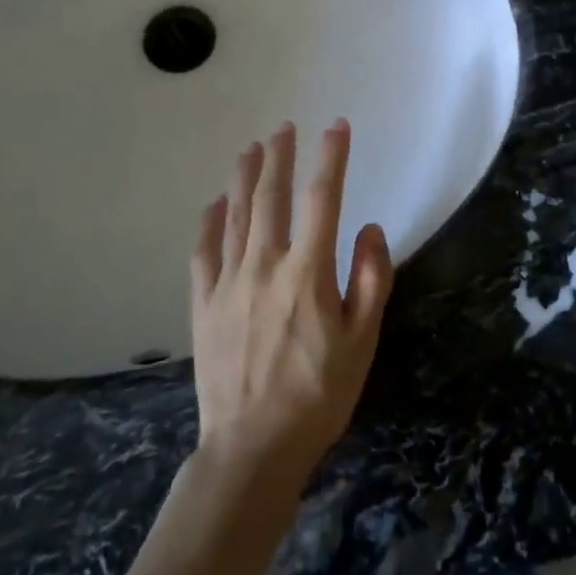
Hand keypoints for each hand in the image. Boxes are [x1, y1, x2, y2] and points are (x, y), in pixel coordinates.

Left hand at [190, 120, 393, 496]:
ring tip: (252, 148)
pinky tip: (216, 203)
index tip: (337, 127)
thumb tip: (369, 227)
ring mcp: (228, 283)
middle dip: (280, 157)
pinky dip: (209, 222)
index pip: (322, 199)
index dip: (331, 158)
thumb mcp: (363, 342)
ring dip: (246, 178)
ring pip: (236, 216)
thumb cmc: (318, 395)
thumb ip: (371, 279)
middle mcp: (265, 265)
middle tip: (284, 128)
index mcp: (308, 273)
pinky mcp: (203, 304)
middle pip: (271, 197)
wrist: (253, 447)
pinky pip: (203, 251)